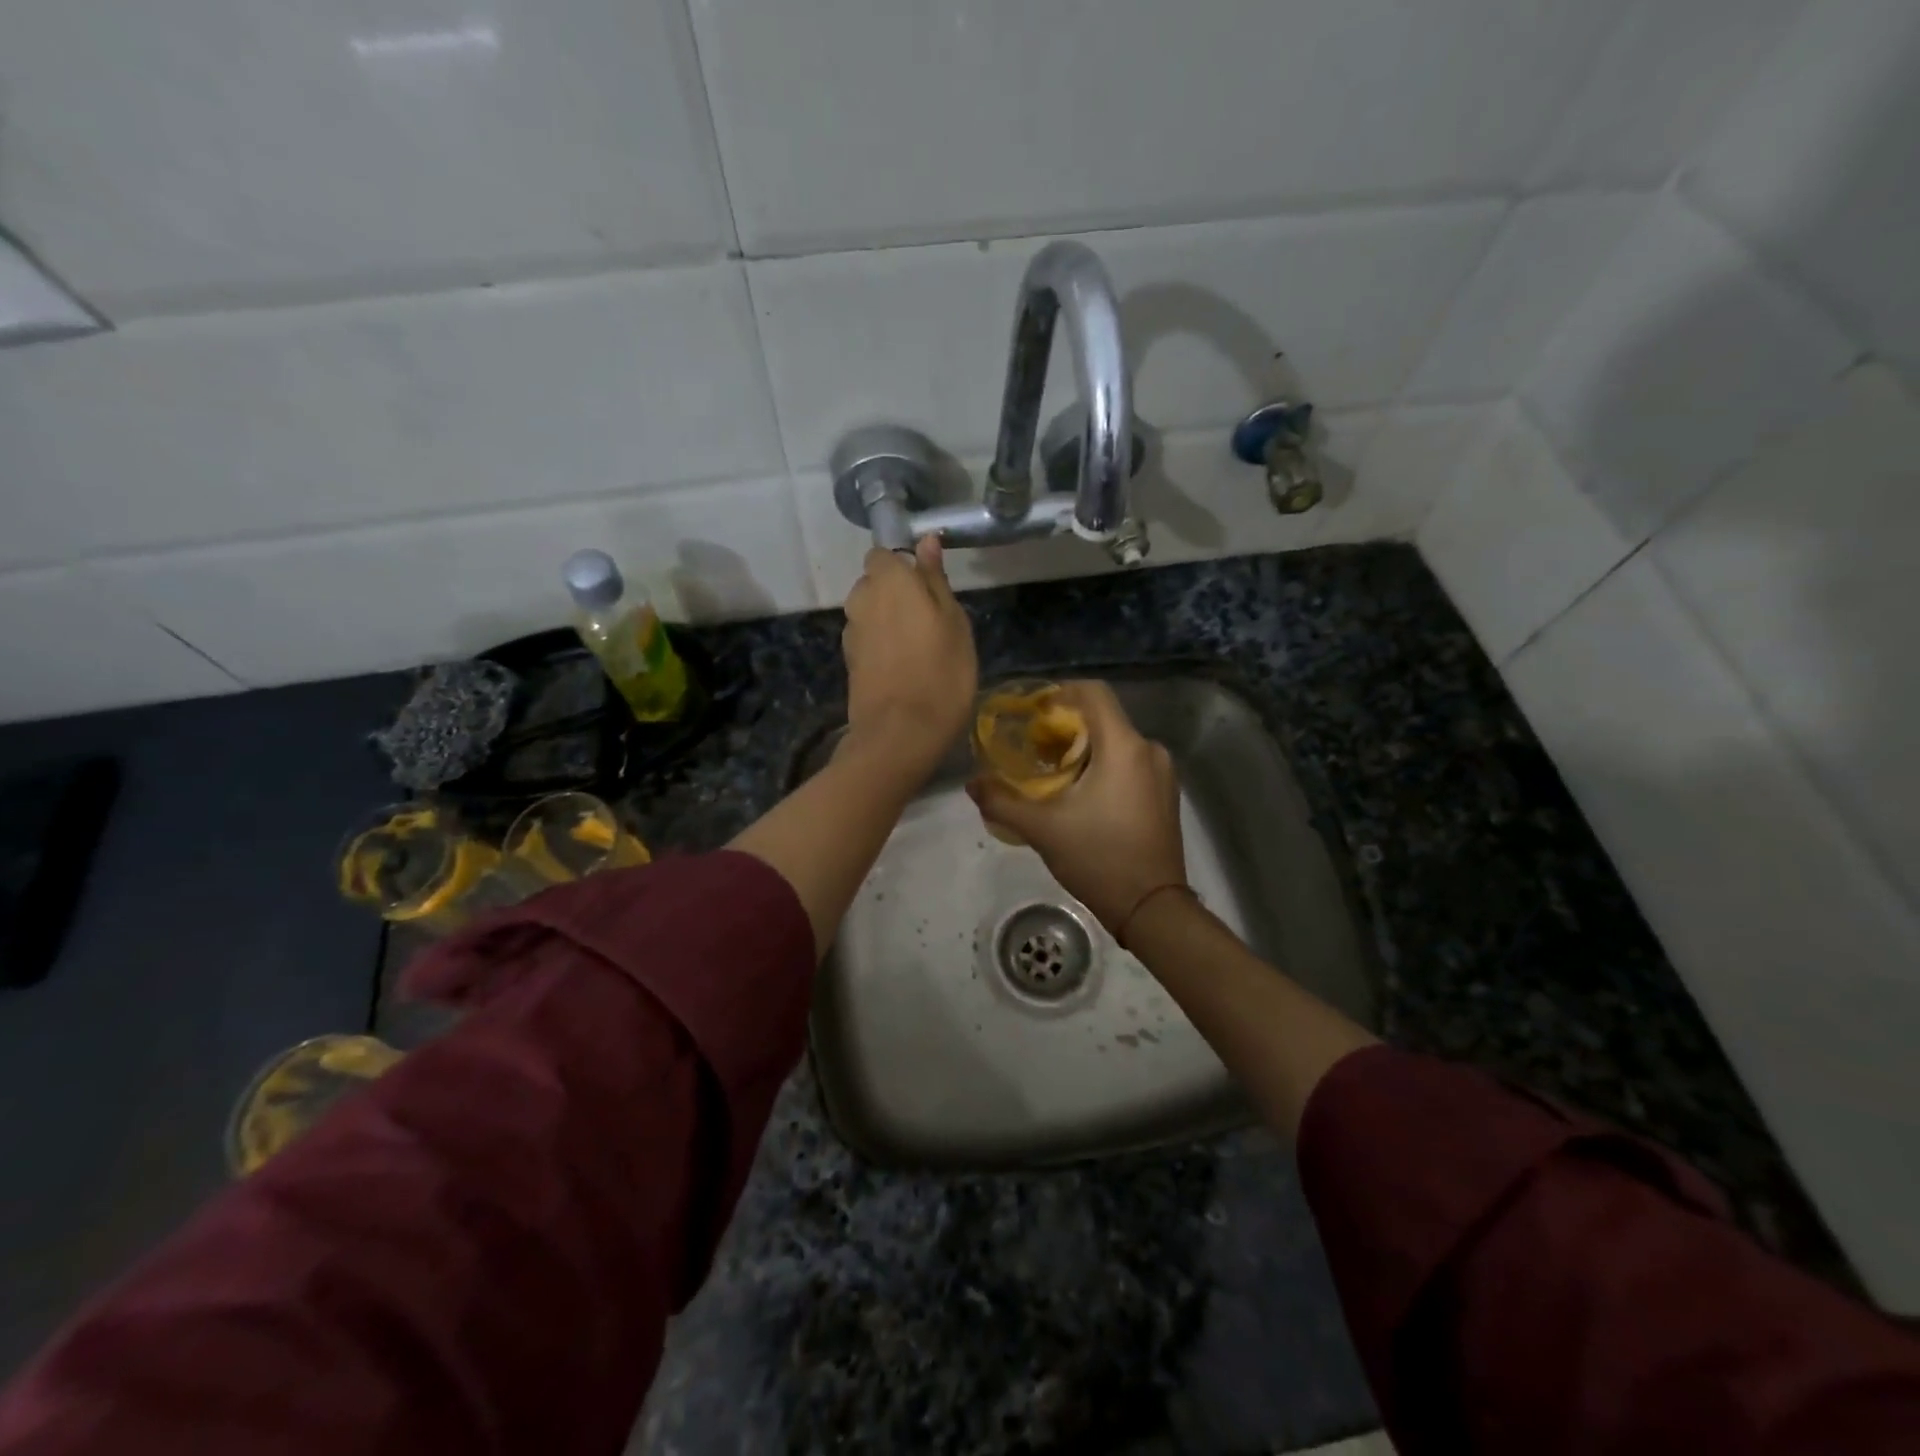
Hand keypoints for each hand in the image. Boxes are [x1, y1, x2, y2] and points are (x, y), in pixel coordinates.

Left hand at [841, 537, 977, 777]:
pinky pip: (866, 640)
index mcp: (888, 580)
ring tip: (917, 648)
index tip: (928, 588)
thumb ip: (935, 579)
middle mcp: (861, 599)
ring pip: (869, 613)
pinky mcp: (849, 662)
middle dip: (894, 593)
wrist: (901, 734)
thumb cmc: (941, 672)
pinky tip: (902, 668)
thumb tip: (927, 540)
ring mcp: (851, 633)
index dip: (904, 567)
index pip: (884, 554)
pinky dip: (880, 646)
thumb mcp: (954, 621)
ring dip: (887, 621)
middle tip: (929, 620)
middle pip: (874, 584)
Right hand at [967, 681, 1186, 933]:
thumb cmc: (1099, 859)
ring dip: (1085, 749)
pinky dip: (1104, 766)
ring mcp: (1163, 773)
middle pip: (1103, 718)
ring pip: (1117, 742)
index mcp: (1124, 747)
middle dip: (1066, 728)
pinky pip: (1131, 762)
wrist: (1152, 909)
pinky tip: (1083, 794)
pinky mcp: (1166, 793)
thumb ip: (1003, 802)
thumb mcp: (1043, 830)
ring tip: (1053, 775)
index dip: (1060, 693)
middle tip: (1033, 751)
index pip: (1094, 692)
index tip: (1033, 715)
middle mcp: (1149, 750)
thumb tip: (972, 783)